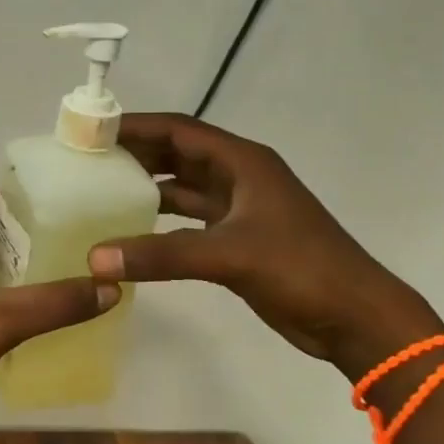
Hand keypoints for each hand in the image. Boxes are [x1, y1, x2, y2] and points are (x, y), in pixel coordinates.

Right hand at [85, 113, 436, 372]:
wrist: (355, 318)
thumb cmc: (301, 269)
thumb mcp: (228, 255)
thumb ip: (160, 254)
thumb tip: (95, 259)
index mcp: (243, 162)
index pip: (179, 130)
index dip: (136, 126)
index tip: (93, 130)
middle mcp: (239, 177)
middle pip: (178, 154)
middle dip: (136, 153)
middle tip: (87, 160)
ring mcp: (239, 209)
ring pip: (183, 188)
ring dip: (146, 187)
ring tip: (100, 191)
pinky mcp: (237, 240)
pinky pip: (188, 220)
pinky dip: (160, 222)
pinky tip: (130, 231)